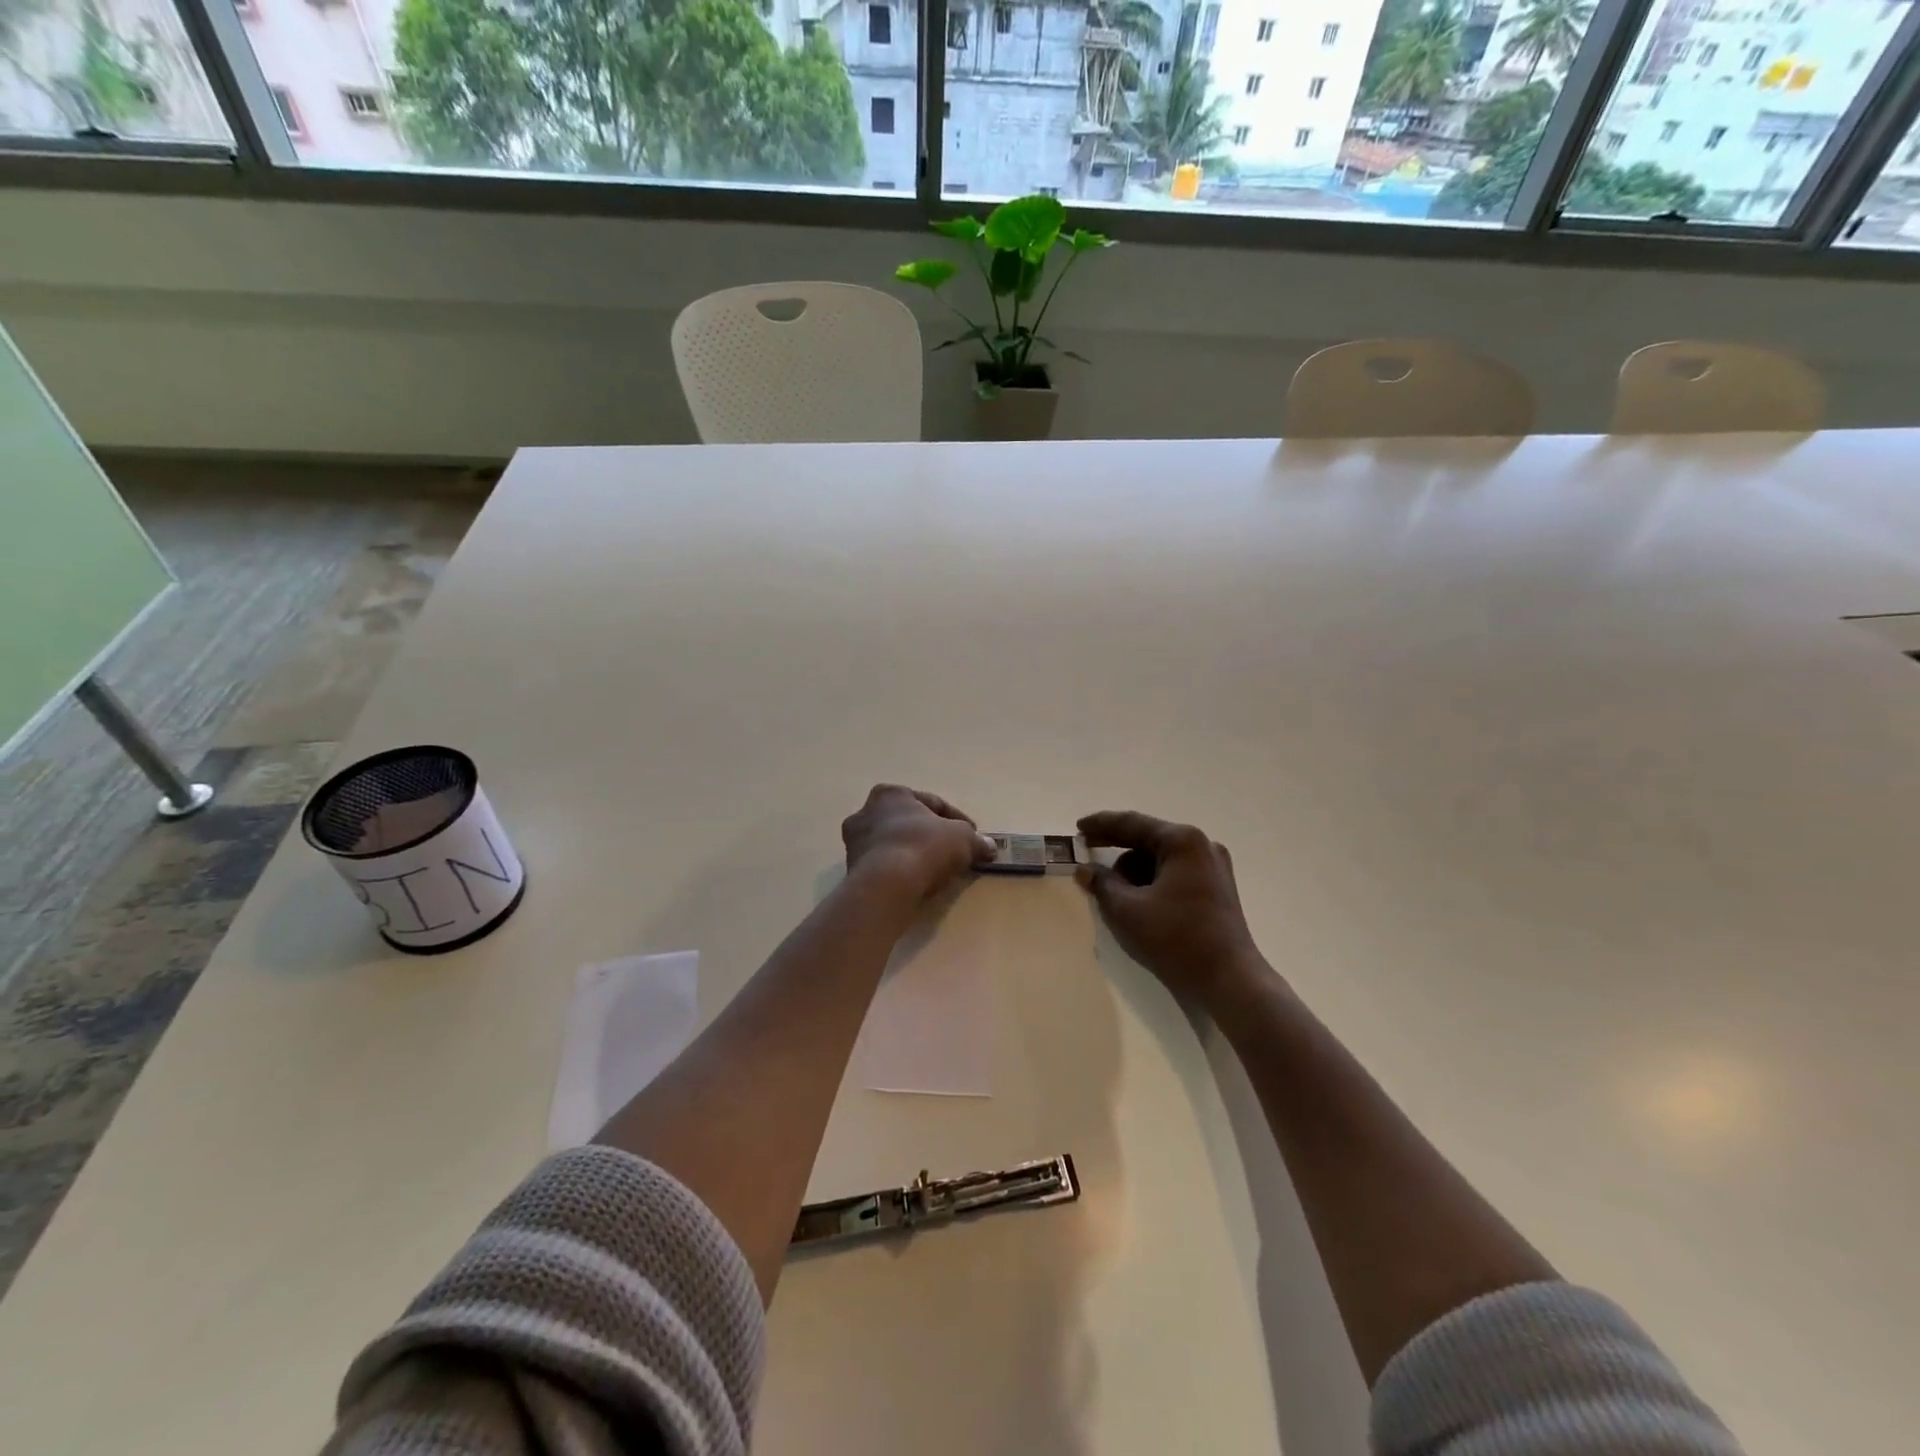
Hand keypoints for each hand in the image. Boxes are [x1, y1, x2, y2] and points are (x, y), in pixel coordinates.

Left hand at [843, 785, 998, 902]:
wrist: (886, 885)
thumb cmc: (924, 847)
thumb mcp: (962, 839)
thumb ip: (976, 840)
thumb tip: (988, 847)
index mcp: (891, 794)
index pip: (932, 804)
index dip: (957, 820)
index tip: (973, 836)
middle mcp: (866, 811)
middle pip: (909, 823)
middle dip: (930, 836)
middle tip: (952, 853)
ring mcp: (855, 841)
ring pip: (894, 844)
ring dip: (914, 854)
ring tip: (936, 872)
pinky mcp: (851, 869)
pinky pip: (884, 866)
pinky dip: (900, 871)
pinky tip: (917, 883)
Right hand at [1075, 810, 1265, 1004]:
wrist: (1230, 981)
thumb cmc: (1177, 939)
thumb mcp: (1128, 910)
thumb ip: (1102, 884)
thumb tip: (1084, 870)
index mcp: (1182, 841)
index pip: (1133, 824)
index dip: (1101, 825)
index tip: (1078, 827)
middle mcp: (1202, 846)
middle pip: (1148, 839)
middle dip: (1117, 848)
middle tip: (1087, 851)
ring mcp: (1213, 867)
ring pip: (1161, 859)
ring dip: (1134, 870)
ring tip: (1113, 892)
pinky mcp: (1216, 889)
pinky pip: (1175, 874)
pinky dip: (1152, 882)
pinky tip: (1136, 900)